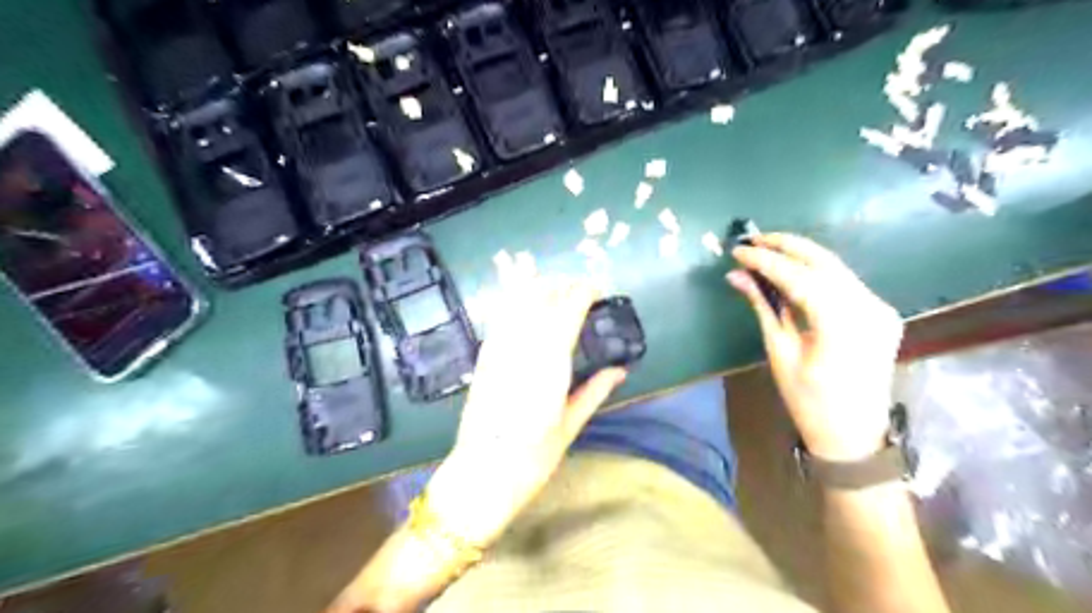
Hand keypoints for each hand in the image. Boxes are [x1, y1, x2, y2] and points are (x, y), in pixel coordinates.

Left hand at [430, 277, 630, 544]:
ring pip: (515, 303)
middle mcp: (523, 349)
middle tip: (574, 285)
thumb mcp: (570, 426)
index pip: (568, 313)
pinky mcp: (483, 357)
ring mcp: (499, 350)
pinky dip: (507, 299)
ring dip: (528, 283)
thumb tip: (621, 371)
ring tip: (537, 271)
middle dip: (559, 285)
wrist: (481, 472)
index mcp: (551, 365)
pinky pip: (498, 317)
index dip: (582, 293)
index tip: (594, 288)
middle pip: (541, 300)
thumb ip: (595, 392)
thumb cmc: (532, 457)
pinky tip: (511, 290)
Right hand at [728, 233, 899, 459]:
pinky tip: (793, 267)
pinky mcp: (880, 311)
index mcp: (842, 325)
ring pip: (836, 267)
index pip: (800, 277)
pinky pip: (844, 281)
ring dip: (801, 254)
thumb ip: (763, 307)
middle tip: (753, 237)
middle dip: (787, 245)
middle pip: (824, 262)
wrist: (854, 434)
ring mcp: (880, 308)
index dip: (766, 260)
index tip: (738, 250)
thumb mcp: (780, 353)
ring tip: (767, 246)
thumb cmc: (809, 401)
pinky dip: (816, 270)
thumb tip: (737, 276)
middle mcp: (869, 308)